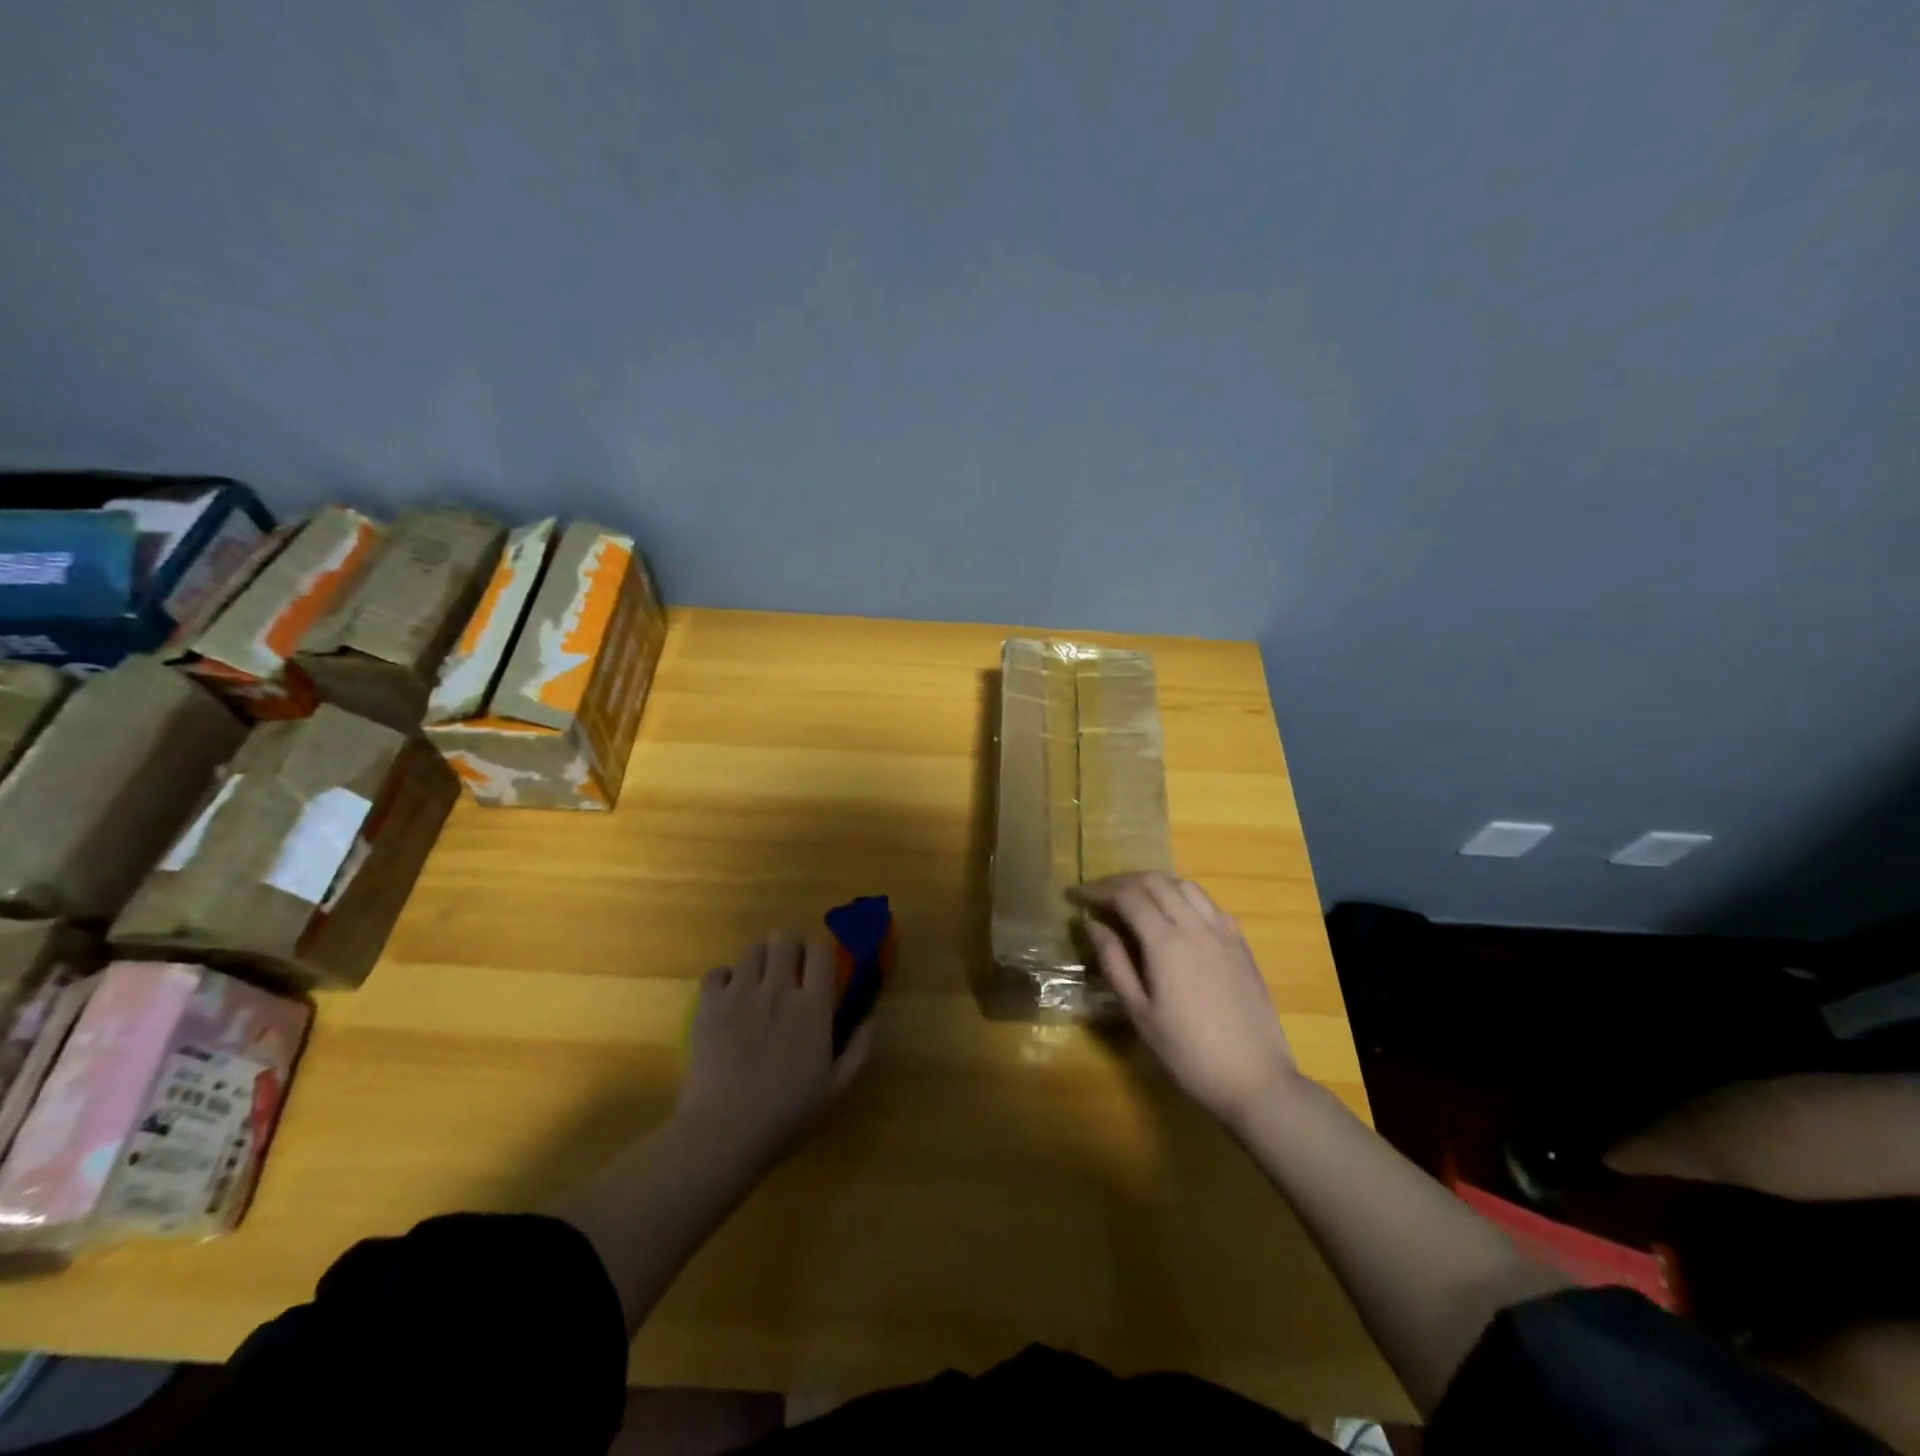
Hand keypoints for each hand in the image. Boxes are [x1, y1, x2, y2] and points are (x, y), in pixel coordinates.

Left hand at [675, 932, 871, 1168]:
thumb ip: (859, 1049)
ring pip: (752, 950)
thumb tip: (873, 1018)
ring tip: (758, 978)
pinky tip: (727, 996)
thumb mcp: (836, 1088)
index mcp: (813, 1006)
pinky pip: (716, 972)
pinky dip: (723, 978)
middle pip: (784, 939)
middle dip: (788, 946)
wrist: (725, 1132)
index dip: (821, 948)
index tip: (819, 962)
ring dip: (759, 958)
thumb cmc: (786, 1114)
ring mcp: (741, 994)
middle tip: (788, 967)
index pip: (821, 950)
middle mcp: (779, 989)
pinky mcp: (709, 1005)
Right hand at [1073, 872, 1299, 1127]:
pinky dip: (1182, 896)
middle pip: (1154, 882)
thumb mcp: (1139, 1013)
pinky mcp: (1240, 942)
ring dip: (1153, 883)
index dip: (1098, 890)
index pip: (1127, 896)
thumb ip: (1114, 962)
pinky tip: (1174, 914)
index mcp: (1167, 943)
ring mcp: (1223, 931)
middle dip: (1121, 881)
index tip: (1075, 895)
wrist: (1255, 1079)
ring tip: (1133, 898)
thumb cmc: (1188, 1053)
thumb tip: (1092, 924)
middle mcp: (1196, 925)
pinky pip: (1208, 902)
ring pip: (1184, 885)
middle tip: (1098, 895)